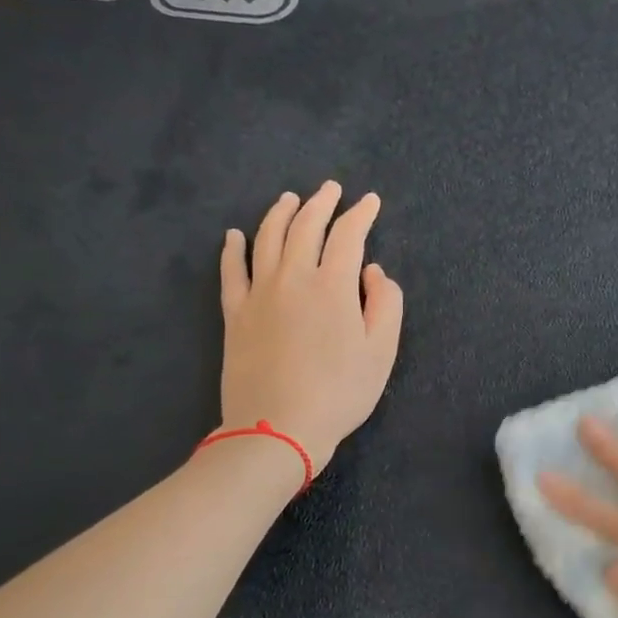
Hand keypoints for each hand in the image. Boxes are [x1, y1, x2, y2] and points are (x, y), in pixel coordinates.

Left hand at [217, 181, 404, 471]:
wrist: (278, 428)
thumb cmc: (340, 393)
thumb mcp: (382, 352)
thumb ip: (386, 305)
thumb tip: (374, 272)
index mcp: (334, 286)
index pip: (348, 236)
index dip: (361, 214)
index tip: (370, 201)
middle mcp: (293, 278)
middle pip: (305, 227)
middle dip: (321, 203)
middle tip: (331, 189)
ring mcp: (258, 293)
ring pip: (267, 238)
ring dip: (280, 213)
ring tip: (290, 199)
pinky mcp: (235, 313)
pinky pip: (231, 270)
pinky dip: (234, 248)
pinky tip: (235, 235)